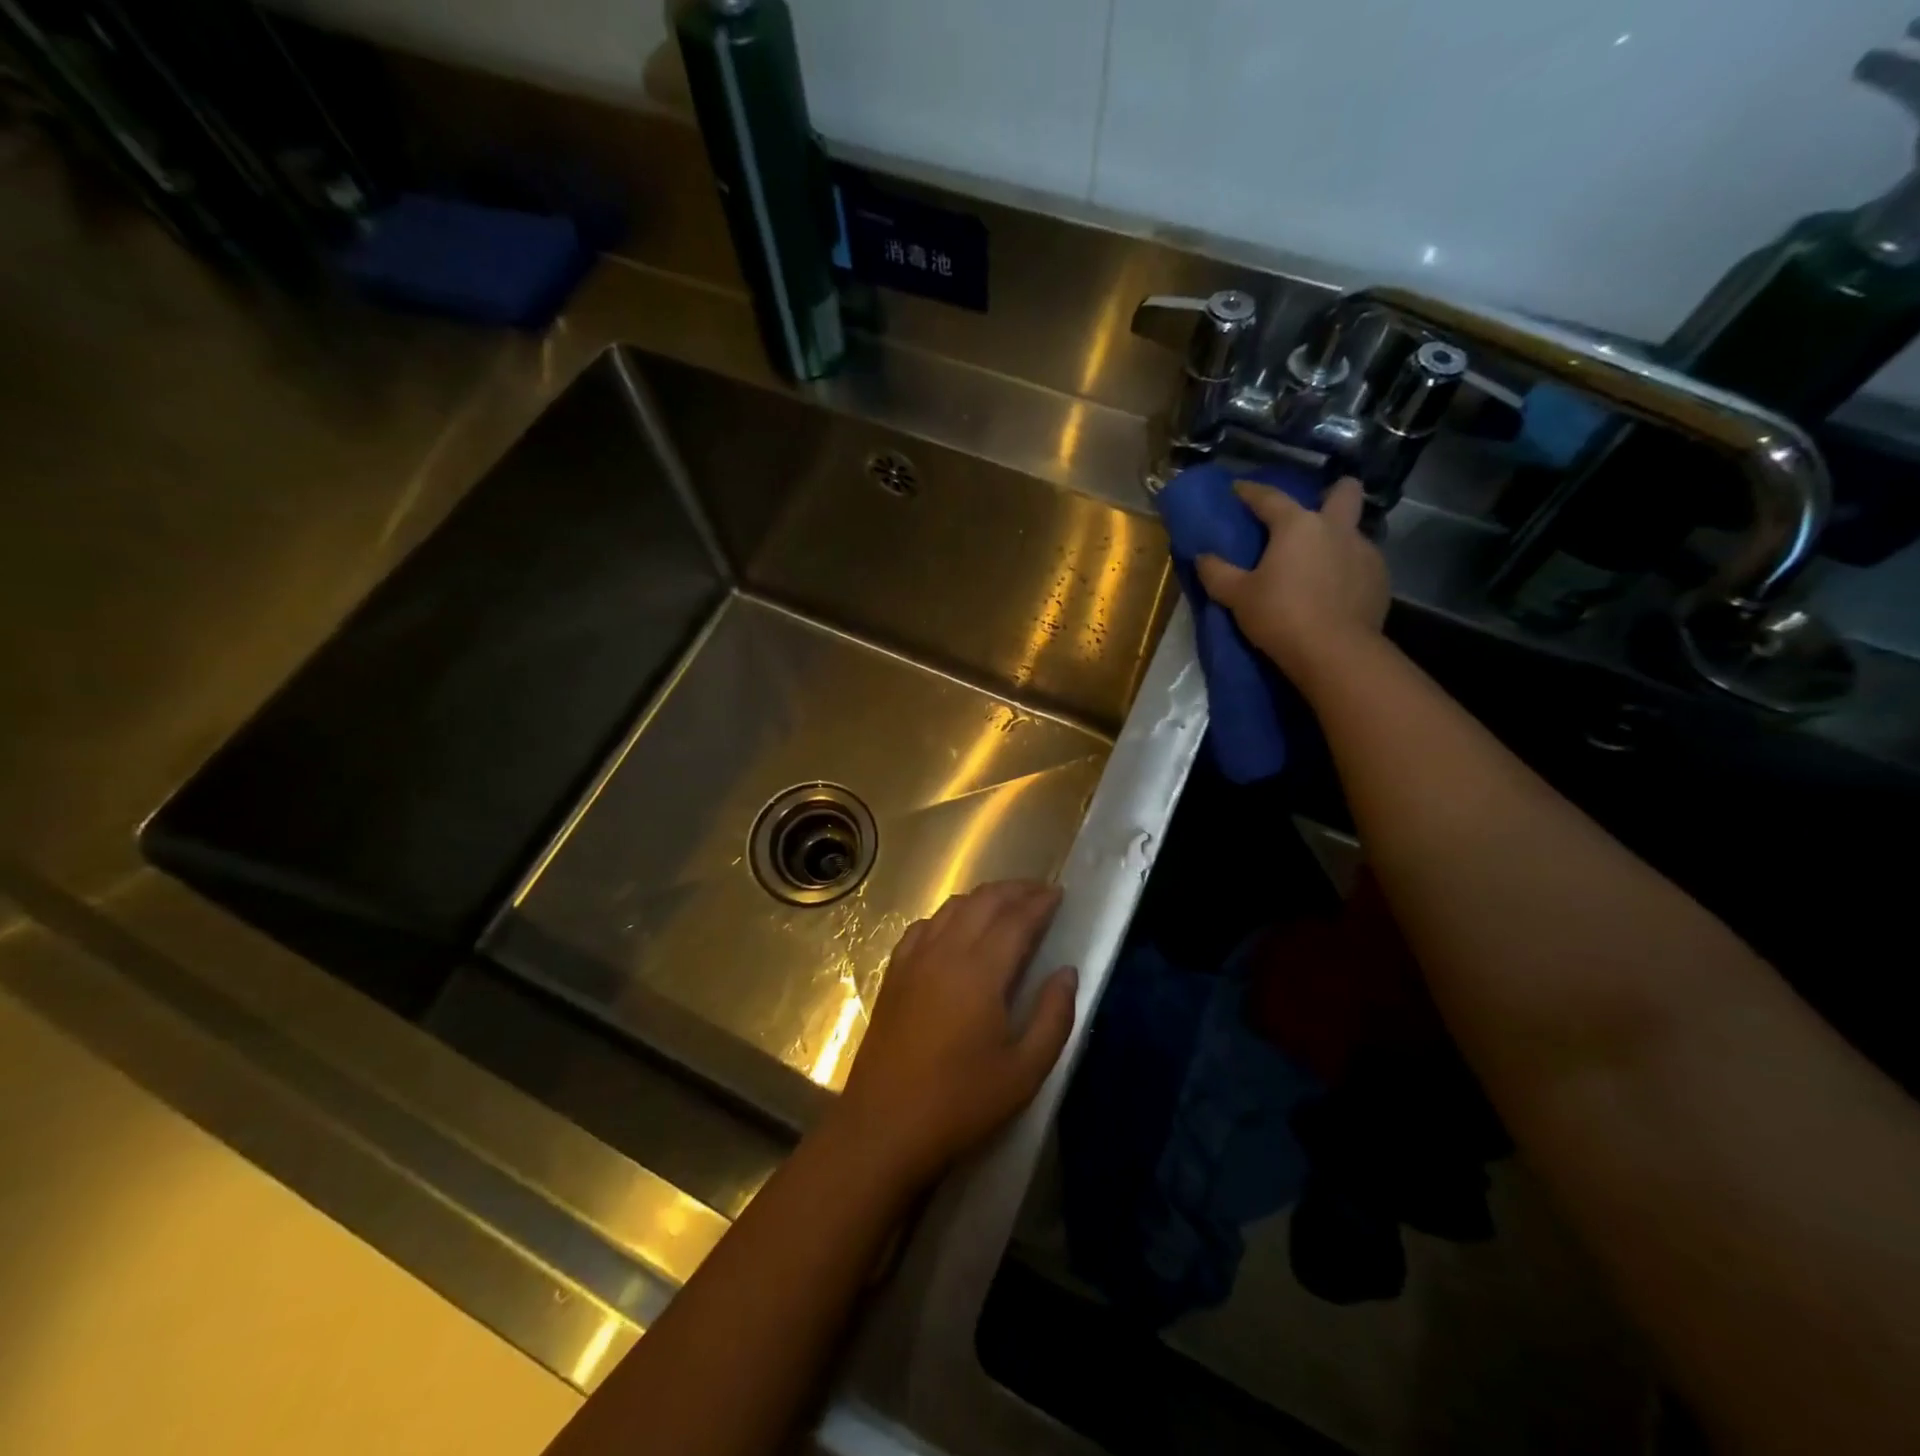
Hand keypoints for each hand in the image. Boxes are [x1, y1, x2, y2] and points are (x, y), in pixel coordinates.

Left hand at [833, 881, 1076, 1188]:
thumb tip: (1067, 972)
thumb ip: (1053, 1016)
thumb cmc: (961, 1103)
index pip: (1016, 919)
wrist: (884, 1126)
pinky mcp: (894, 973)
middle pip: (983, 901)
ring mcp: (914, 959)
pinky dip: (948, 915)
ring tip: (1005, 904)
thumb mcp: (1025, 1071)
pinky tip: (955, 928)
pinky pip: (924, 925)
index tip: (1059, 893)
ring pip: (952, 907)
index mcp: (980, 971)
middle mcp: (945, 952)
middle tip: (1039, 892)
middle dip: (1015, 890)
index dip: (1040, 902)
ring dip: (983, 898)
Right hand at [1195, 476, 1389, 685]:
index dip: (1250, 491)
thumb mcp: (1237, 597)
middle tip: (1312, 512)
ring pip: (1355, 530)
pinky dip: (1348, 569)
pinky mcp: (1381, 579)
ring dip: (1338, 538)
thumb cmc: (1280, 615)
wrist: (1335, 651)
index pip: (1270, 498)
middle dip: (1331, 492)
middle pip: (1343, 492)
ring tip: (1320, 563)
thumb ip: (1217, 573)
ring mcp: (1365, 552)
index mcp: (1298, 525)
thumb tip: (1202, 557)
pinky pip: (1363, 562)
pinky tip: (1335, 590)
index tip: (1237, 488)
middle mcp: (1336, 528)